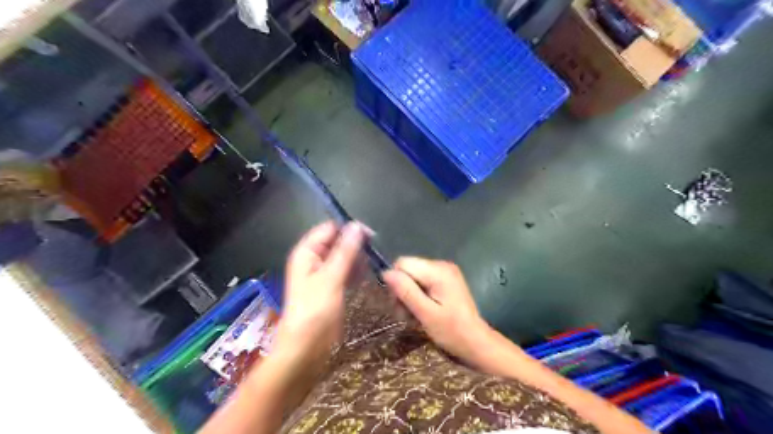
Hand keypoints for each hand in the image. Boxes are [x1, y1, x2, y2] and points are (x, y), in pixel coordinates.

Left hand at [275, 221, 365, 367]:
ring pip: (343, 257)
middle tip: (375, 250)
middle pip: (337, 242)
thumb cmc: (315, 310)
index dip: (348, 228)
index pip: (328, 229)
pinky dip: (356, 270)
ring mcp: (323, 274)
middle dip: (355, 244)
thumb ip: (345, 251)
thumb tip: (357, 226)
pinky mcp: (332, 286)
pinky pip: (346, 271)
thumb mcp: (331, 278)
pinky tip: (368, 272)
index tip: (370, 234)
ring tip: (374, 262)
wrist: (306, 347)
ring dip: (357, 257)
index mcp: (307, 252)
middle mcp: (314, 259)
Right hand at [383, 258, 498, 368]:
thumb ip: (406, 291)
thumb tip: (386, 272)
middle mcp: (441, 265)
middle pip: (407, 270)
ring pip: (413, 277)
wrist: (476, 343)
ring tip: (414, 316)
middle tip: (406, 314)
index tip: (399, 304)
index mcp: (438, 271)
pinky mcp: (445, 280)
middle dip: (402, 291)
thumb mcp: (426, 313)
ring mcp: (444, 272)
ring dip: (408, 296)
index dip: (395, 282)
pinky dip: (417, 296)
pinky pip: (422, 282)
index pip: (403, 263)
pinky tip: (421, 312)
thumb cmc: (452, 331)